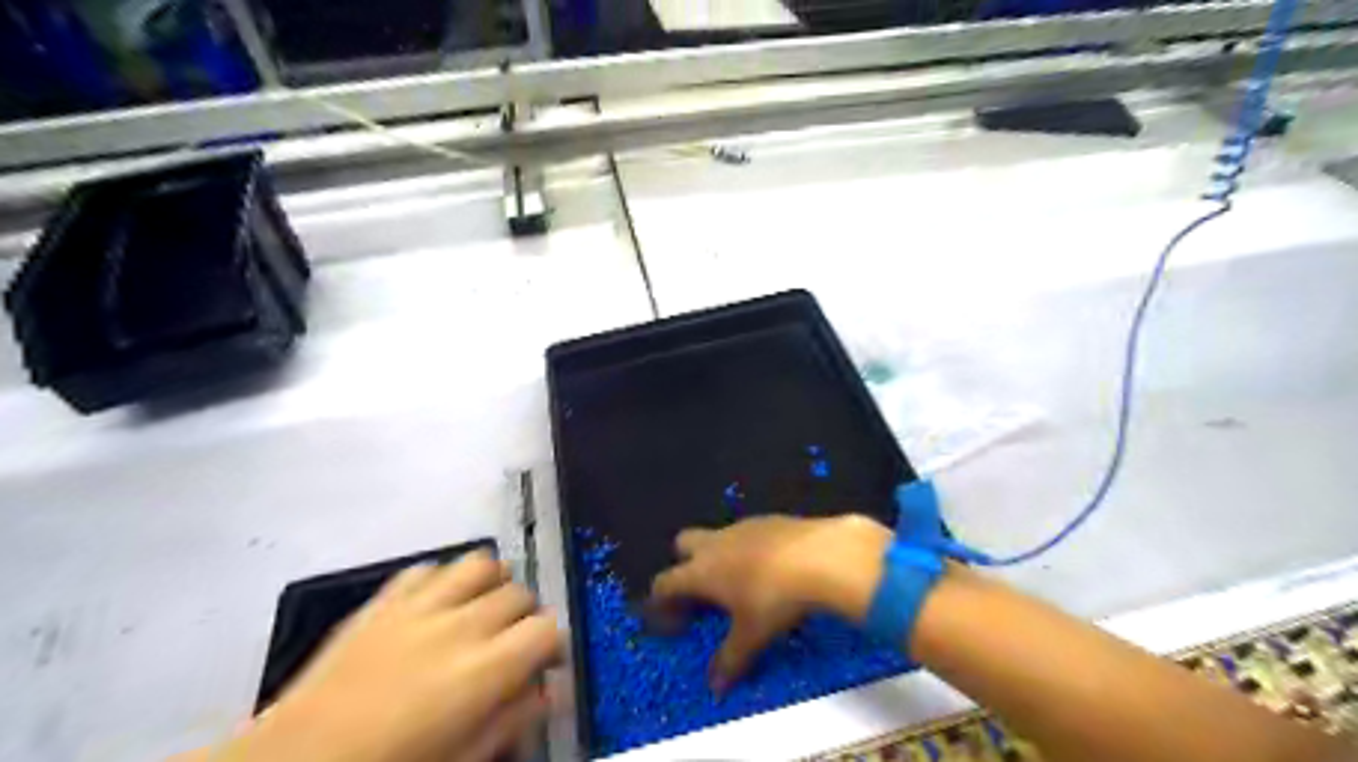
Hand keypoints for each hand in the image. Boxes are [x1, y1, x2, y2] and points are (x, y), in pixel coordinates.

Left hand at [217, 554, 567, 761]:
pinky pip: (429, 567)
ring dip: (493, 582)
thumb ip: (512, 719)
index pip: (546, 629)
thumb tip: (546, 690)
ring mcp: (420, 605)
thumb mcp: (462, 759)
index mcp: (484, 670)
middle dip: (527, 616)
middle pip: (519, 594)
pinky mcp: (385, 599)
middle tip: (514, 641)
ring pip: (481, 564)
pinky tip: (439, 603)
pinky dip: (444, 578)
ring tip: (485, 607)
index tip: (547, 660)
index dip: (555, 643)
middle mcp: (460, 625)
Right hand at [648, 514, 891, 693]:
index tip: (675, 624)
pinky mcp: (770, 519)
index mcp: (701, 570)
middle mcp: (715, 543)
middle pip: (684, 543)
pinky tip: (773, 569)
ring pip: (719, 537)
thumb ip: (730, 660)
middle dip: (686, 565)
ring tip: (743, 586)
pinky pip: (749, 533)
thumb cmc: (775, 598)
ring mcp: (743, 526)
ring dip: (722, 557)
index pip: (665, 582)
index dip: (663, 602)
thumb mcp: (752, 636)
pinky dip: (751, 550)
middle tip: (703, 594)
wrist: (820, 555)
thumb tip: (715, 686)